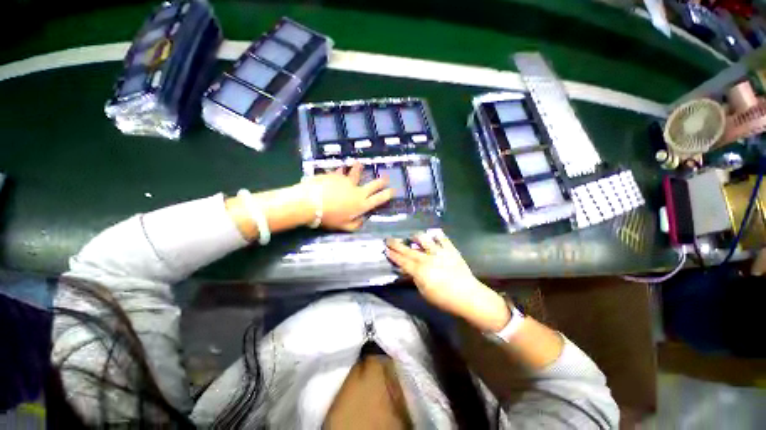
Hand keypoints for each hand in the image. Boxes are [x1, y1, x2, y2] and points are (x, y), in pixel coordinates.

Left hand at [301, 162, 391, 231]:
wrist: (310, 203)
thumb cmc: (328, 217)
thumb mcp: (343, 226)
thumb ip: (355, 224)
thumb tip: (362, 220)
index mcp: (361, 204)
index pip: (379, 199)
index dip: (387, 194)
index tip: (393, 190)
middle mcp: (357, 191)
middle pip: (373, 184)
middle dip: (381, 181)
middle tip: (385, 177)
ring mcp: (347, 181)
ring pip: (356, 172)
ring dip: (359, 168)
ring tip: (359, 164)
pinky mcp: (336, 175)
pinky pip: (340, 171)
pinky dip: (342, 170)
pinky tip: (341, 168)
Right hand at [385, 232, 510, 331]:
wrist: (468, 296)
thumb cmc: (444, 299)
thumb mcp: (424, 292)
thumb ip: (415, 279)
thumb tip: (409, 269)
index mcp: (419, 271)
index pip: (402, 261)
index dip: (393, 255)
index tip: (386, 249)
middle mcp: (427, 258)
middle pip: (408, 250)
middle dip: (396, 244)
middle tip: (389, 239)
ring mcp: (439, 252)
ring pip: (424, 239)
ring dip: (416, 236)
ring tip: (413, 237)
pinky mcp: (450, 249)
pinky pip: (442, 238)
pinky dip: (436, 235)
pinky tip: (433, 235)